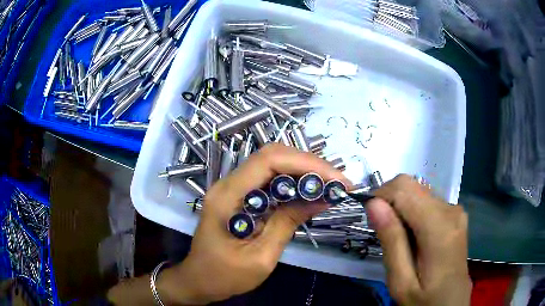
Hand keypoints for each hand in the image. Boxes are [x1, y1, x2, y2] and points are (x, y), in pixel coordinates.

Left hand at [159, 143, 348, 304]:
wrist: (199, 280)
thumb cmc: (224, 275)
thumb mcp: (261, 256)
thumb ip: (288, 223)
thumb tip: (321, 198)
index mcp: (228, 196)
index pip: (269, 160)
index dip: (306, 163)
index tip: (336, 179)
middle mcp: (228, 183)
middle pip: (272, 156)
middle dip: (309, 165)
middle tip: (337, 182)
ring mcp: (233, 188)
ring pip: (273, 165)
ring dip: (303, 172)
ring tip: (329, 186)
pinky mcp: (239, 196)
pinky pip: (269, 180)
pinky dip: (293, 183)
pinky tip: (309, 193)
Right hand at [365, 175, 470, 305]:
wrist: (451, 303)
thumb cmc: (424, 300)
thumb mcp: (401, 281)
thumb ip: (391, 241)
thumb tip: (374, 204)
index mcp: (440, 228)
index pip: (404, 189)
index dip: (380, 196)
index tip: (369, 218)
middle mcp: (451, 210)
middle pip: (411, 186)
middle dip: (390, 201)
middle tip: (381, 232)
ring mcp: (456, 210)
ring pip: (418, 192)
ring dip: (401, 209)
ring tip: (398, 239)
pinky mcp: (455, 214)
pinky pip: (427, 201)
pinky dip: (412, 212)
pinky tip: (412, 236)